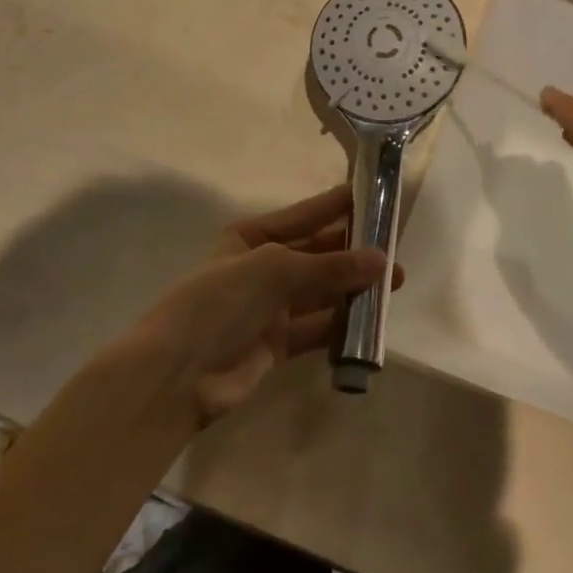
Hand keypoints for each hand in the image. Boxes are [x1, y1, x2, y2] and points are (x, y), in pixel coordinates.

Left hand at [138, 186, 396, 424]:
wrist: (177, 373)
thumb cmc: (220, 301)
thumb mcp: (275, 269)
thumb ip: (330, 266)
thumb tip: (382, 261)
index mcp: (251, 237)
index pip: (304, 215)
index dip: (338, 206)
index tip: (377, 198)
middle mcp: (262, 267)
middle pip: (316, 253)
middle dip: (353, 251)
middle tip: (395, 248)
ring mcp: (269, 307)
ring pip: (321, 291)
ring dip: (354, 287)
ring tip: (394, 283)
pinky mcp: (277, 343)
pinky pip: (318, 327)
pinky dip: (343, 323)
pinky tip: (372, 320)